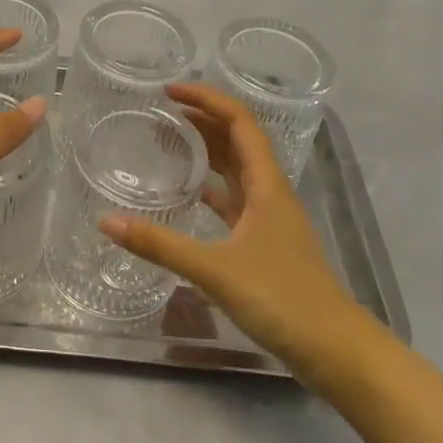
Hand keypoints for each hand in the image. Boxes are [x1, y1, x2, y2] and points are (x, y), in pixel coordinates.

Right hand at [101, 82, 363, 370]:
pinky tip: (191, 196)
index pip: (240, 123)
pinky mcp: (266, 245)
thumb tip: (107, 221)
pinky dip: (213, 190)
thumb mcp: (215, 269)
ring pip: (238, 171)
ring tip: (172, 142)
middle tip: (163, 113)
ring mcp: (271, 221)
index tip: (170, 92)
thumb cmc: (281, 298)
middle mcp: (271, 194)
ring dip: (209, 151)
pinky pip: (235, 202)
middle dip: (204, 120)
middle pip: (238, 142)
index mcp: (267, 186)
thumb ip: (160, 245)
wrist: (335, 351)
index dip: (207, 100)